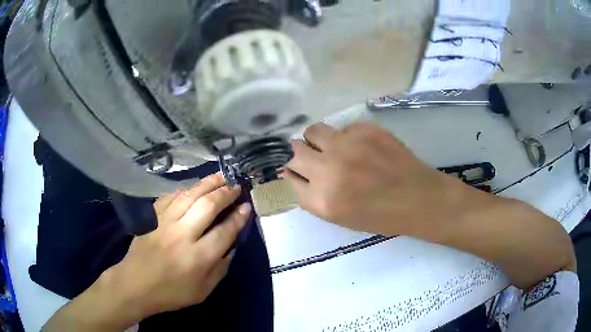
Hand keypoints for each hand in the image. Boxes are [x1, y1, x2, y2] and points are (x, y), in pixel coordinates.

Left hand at [106, 173, 251, 320]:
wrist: (136, 284)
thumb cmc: (172, 292)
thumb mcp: (203, 291)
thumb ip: (221, 268)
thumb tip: (232, 245)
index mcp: (198, 258)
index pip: (225, 231)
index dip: (239, 217)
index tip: (247, 206)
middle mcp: (182, 235)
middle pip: (208, 206)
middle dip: (226, 193)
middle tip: (237, 185)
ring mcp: (165, 222)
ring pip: (190, 195)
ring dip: (208, 183)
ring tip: (222, 176)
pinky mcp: (153, 217)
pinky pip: (171, 196)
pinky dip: (186, 189)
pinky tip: (195, 186)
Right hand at [285, 122, 488, 237]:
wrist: (418, 198)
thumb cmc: (380, 215)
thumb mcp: (340, 216)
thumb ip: (312, 195)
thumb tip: (293, 171)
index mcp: (323, 200)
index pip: (290, 176)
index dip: (295, 172)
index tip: (301, 170)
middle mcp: (329, 169)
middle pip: (296, 152)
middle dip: (302, 155)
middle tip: (315, 157)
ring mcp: (348, 145)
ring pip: (313, 131)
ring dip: (317, 139)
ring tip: (333, 146)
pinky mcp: (365, 129)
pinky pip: (342, 128)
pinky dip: (345, 136)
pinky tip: (362, 147)